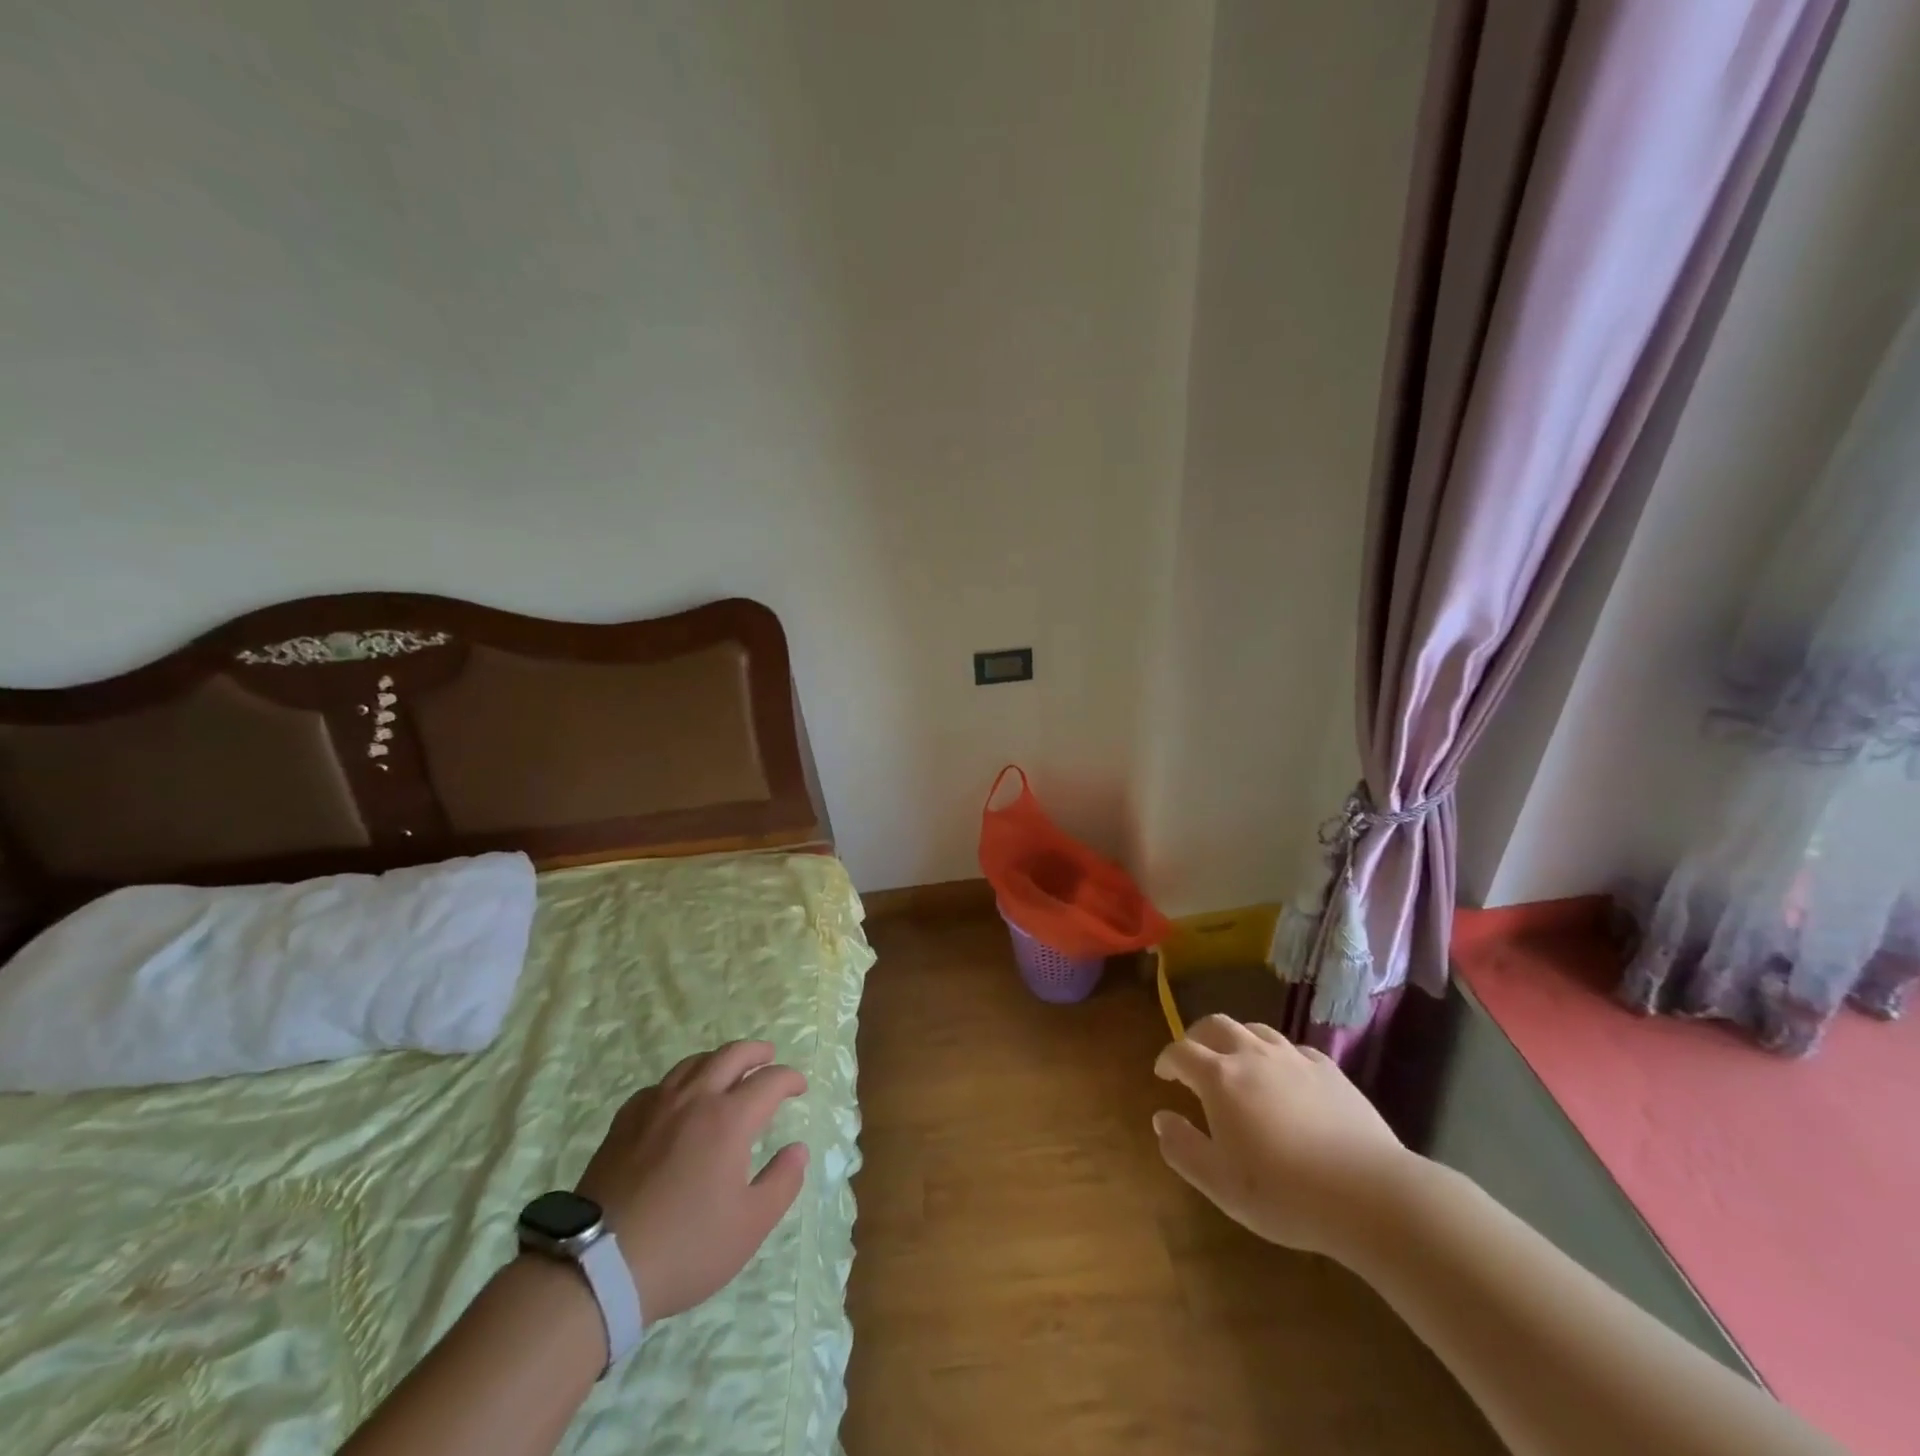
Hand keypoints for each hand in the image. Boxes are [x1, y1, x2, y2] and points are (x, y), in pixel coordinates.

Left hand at [575, 1040, 808, 1321]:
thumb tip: (798, 1149)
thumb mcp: (749, 1226)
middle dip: (756, 1052)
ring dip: (718, 1059)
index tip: (799, 1087)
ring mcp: (656, 1107)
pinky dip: (680, 1082)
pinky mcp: (624, 1123)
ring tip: (727, 1070)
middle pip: (731, 1055)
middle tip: (769, 1057)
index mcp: (729, 1119)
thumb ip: (782, 1182)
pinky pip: (660, 1085)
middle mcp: (695, 1100)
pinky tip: (678, 1099)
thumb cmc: (685, 1247)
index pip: (769, 1081)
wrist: (598, 1267)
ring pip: (693, 1063)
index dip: (789, 1079)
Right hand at [1152, 1014, 1415, 1259]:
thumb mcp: (1220, 1184)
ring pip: (1255, 1029)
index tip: (1163, 1074)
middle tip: (1193, 1056)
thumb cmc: (1284, 1193)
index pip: (1181, 1051)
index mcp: (1219, 1077)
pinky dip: (1277, 1055)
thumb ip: (1183, 1148)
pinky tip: (1284, 1076)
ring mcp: (1293, 1058)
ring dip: (1237, 1039)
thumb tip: (1161, 1118)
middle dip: (1197, 1036)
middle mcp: (1252, 1055)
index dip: (1167, 1059)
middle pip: (1215, 1025)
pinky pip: (1293, 1048)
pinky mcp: (1329, 1069)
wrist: (1369, 1194)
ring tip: (1236, 1061)